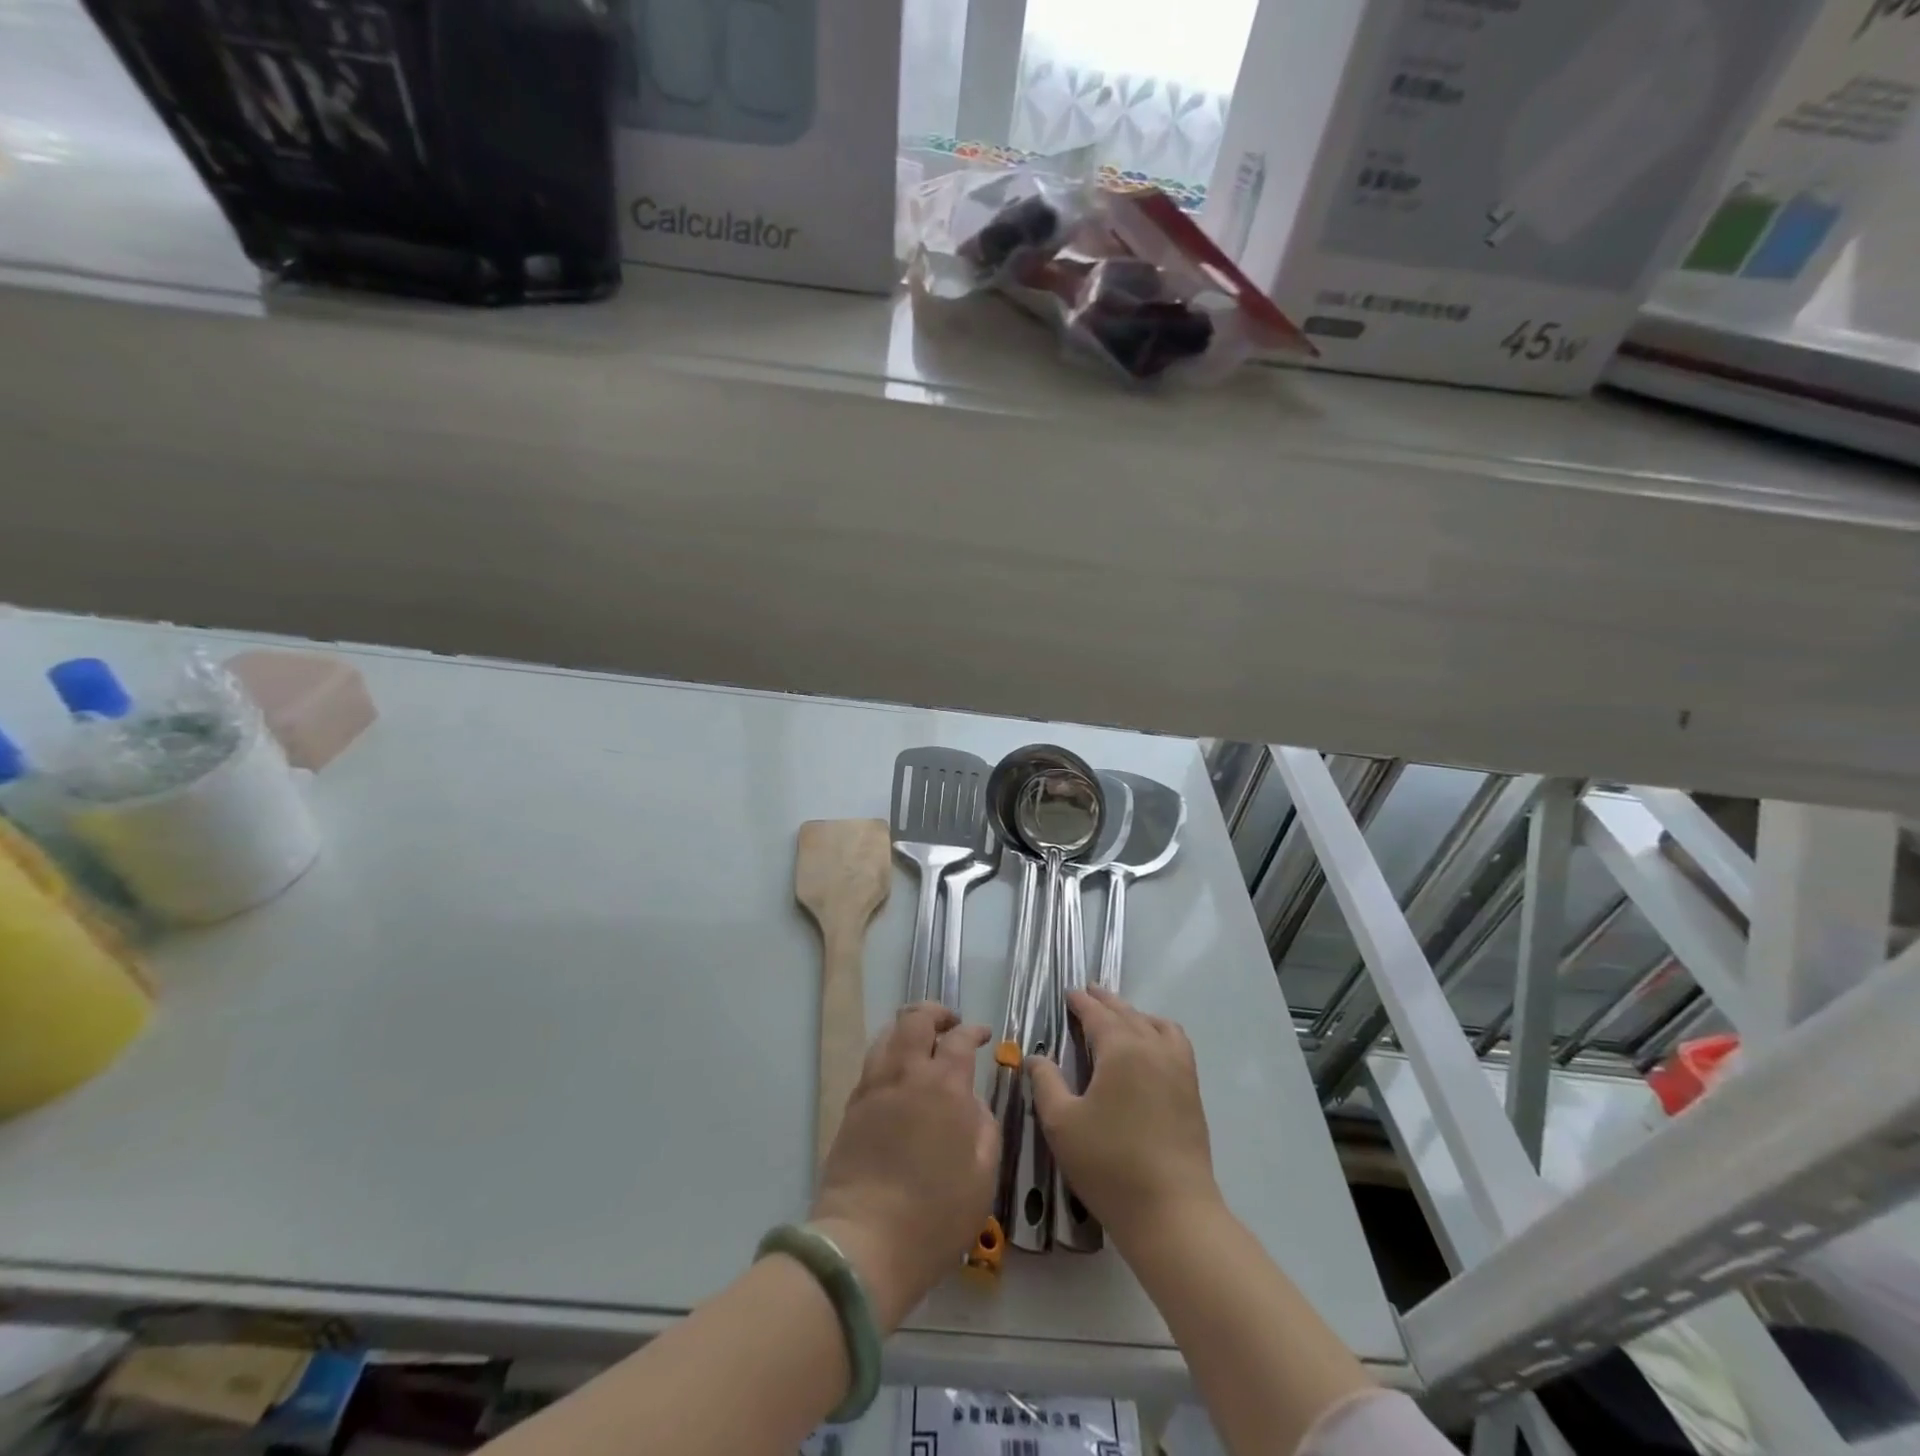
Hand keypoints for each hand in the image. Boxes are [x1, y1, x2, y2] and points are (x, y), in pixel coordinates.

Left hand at [810, 1003, 998, 1330]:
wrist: (864, 1243)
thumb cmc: (934, 1216)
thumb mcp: (983, 1177)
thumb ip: (985, 1128)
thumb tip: (974, 1103)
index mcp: (945, 1086)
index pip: (960, 1039)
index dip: (974, 1031)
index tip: (983, 1035)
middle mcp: (906, 1074)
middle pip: (916, 1019)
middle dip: (936, 1012)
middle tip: (950, 1025)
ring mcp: (874, 1087)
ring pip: (888, 1033)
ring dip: (908, 1029)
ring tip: (922, 1044)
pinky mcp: (852, 1106)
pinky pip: (872, 1062)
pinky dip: (889, 1054)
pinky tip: (899, 1076)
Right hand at [1027, 987, 1220, 1247]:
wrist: (1172, 1212)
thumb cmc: (1109, 1164)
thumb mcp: (1061, 1124)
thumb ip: (1046, 1083)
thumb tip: (1037, 1058)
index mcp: (1121, 1049)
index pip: (1098, 1015)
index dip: (1081, 1002)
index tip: (1069, 993)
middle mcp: (1153, 1048)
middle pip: (1127, 1014)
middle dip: (1106, 1002)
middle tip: (1089, 993)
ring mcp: (1178, 1068)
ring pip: (1155, 1024)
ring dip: (1134, 1014)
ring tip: (1119, 1017)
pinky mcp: (1191, 1091)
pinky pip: (1176, 1043)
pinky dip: (1159, 1031)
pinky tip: (1151, 1046)